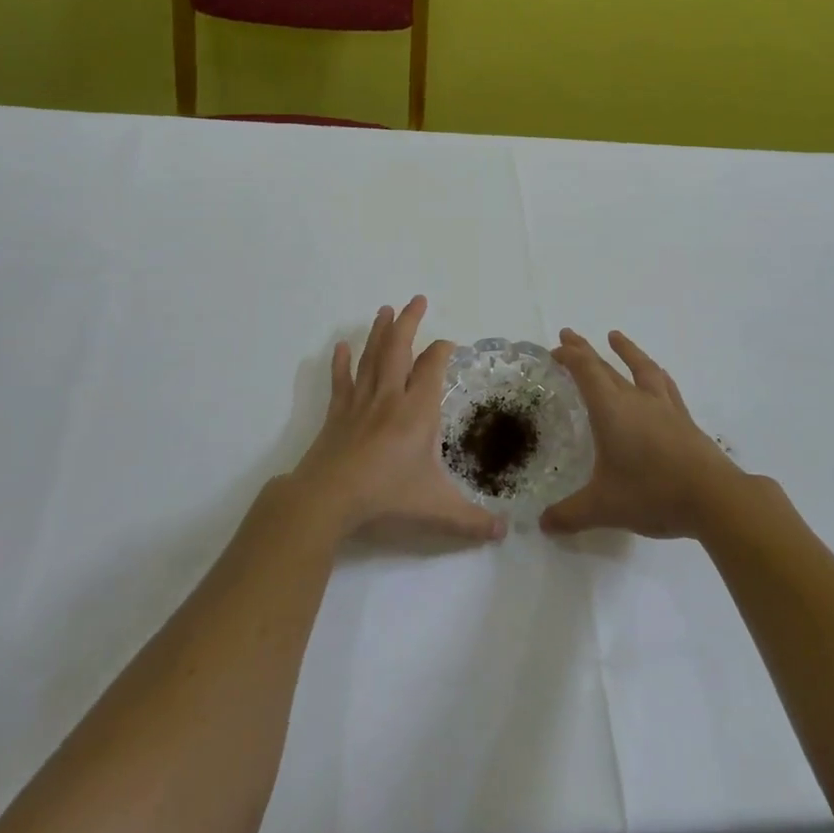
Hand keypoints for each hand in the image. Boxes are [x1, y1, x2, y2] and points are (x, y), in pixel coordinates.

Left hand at [289, 296, 506, 542]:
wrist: (329, 498)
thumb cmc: (386, 496)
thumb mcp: (436, 509)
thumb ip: (471, 520)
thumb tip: (504, 533)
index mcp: (417, 411)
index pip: (433, 368)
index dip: (442, 351)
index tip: (449, 343)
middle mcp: (390, 397)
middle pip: (400, 348)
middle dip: (410, 322)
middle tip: (416, 300)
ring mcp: (361, 402)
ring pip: (372, 357)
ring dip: (379, 332)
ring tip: (384, 309)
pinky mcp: (338, 414)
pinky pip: (341, 381)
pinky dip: (341, 363)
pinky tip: (341, 347)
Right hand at [542, 329, 746, 539]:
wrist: (714, 497)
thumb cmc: (652, 493)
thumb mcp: (604, 507)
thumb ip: (571, 514)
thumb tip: (544, 524)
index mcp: (611, 410)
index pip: (586, 372)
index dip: (569, 356)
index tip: (555, 349)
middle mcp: (636, 400)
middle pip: (607, 366)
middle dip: (585, 350)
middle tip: (569, 334)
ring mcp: (664, 407)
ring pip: (641, 368)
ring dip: (626, 351)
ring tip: (616, 337)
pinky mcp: (684, 420)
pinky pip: (665, 385)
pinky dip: (655, 374)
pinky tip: (657, 376)